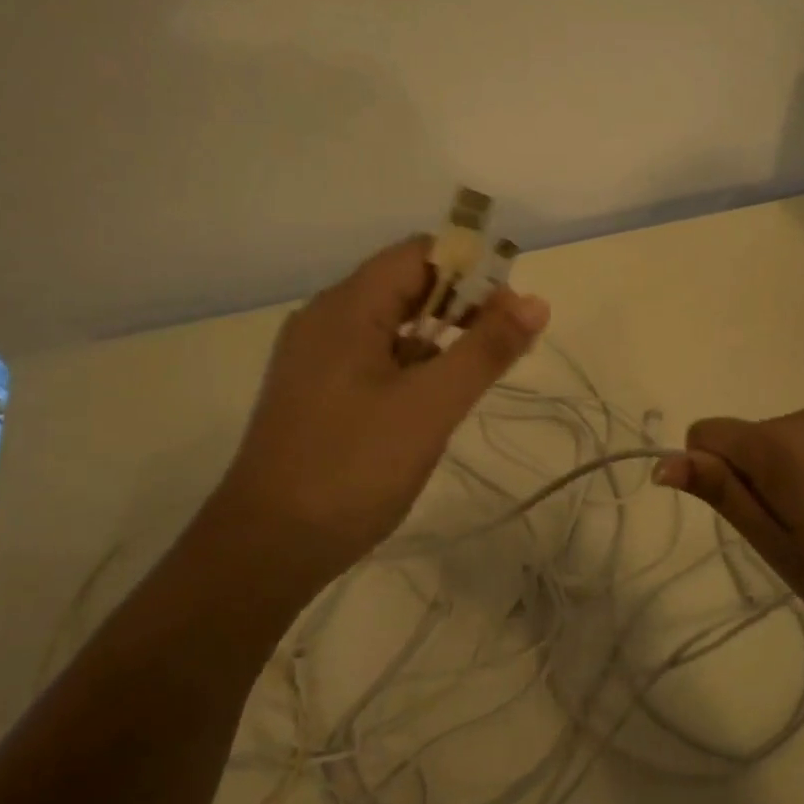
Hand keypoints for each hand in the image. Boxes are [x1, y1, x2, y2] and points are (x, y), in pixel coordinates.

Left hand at [207, 236, 549, 591]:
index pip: (419, 254)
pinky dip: (413, 365)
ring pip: (393, 325)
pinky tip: (434, 401)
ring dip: (441, 337)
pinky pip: (375, 357)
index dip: (473, 270)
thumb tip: (537, 301)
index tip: (513, 311)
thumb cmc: (353, 468)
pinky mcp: (317, 392)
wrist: (267, 548)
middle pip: (406, 285)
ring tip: (478, 374)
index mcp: (346, 307)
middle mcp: (326, 319)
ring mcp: (317, 358)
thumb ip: (486, 350)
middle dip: (463, 305)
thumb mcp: (431, 406)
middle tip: (506, 346)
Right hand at [655, 407, 803, 648]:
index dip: (707, 474)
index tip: (745, 520)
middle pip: (747, 439)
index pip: (706, 433)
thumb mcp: (779, 547)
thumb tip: (665, 462)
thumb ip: (723, 495)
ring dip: (786, 478)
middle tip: (793, 539)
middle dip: (752, 480)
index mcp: (778, 445)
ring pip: (784, 442)